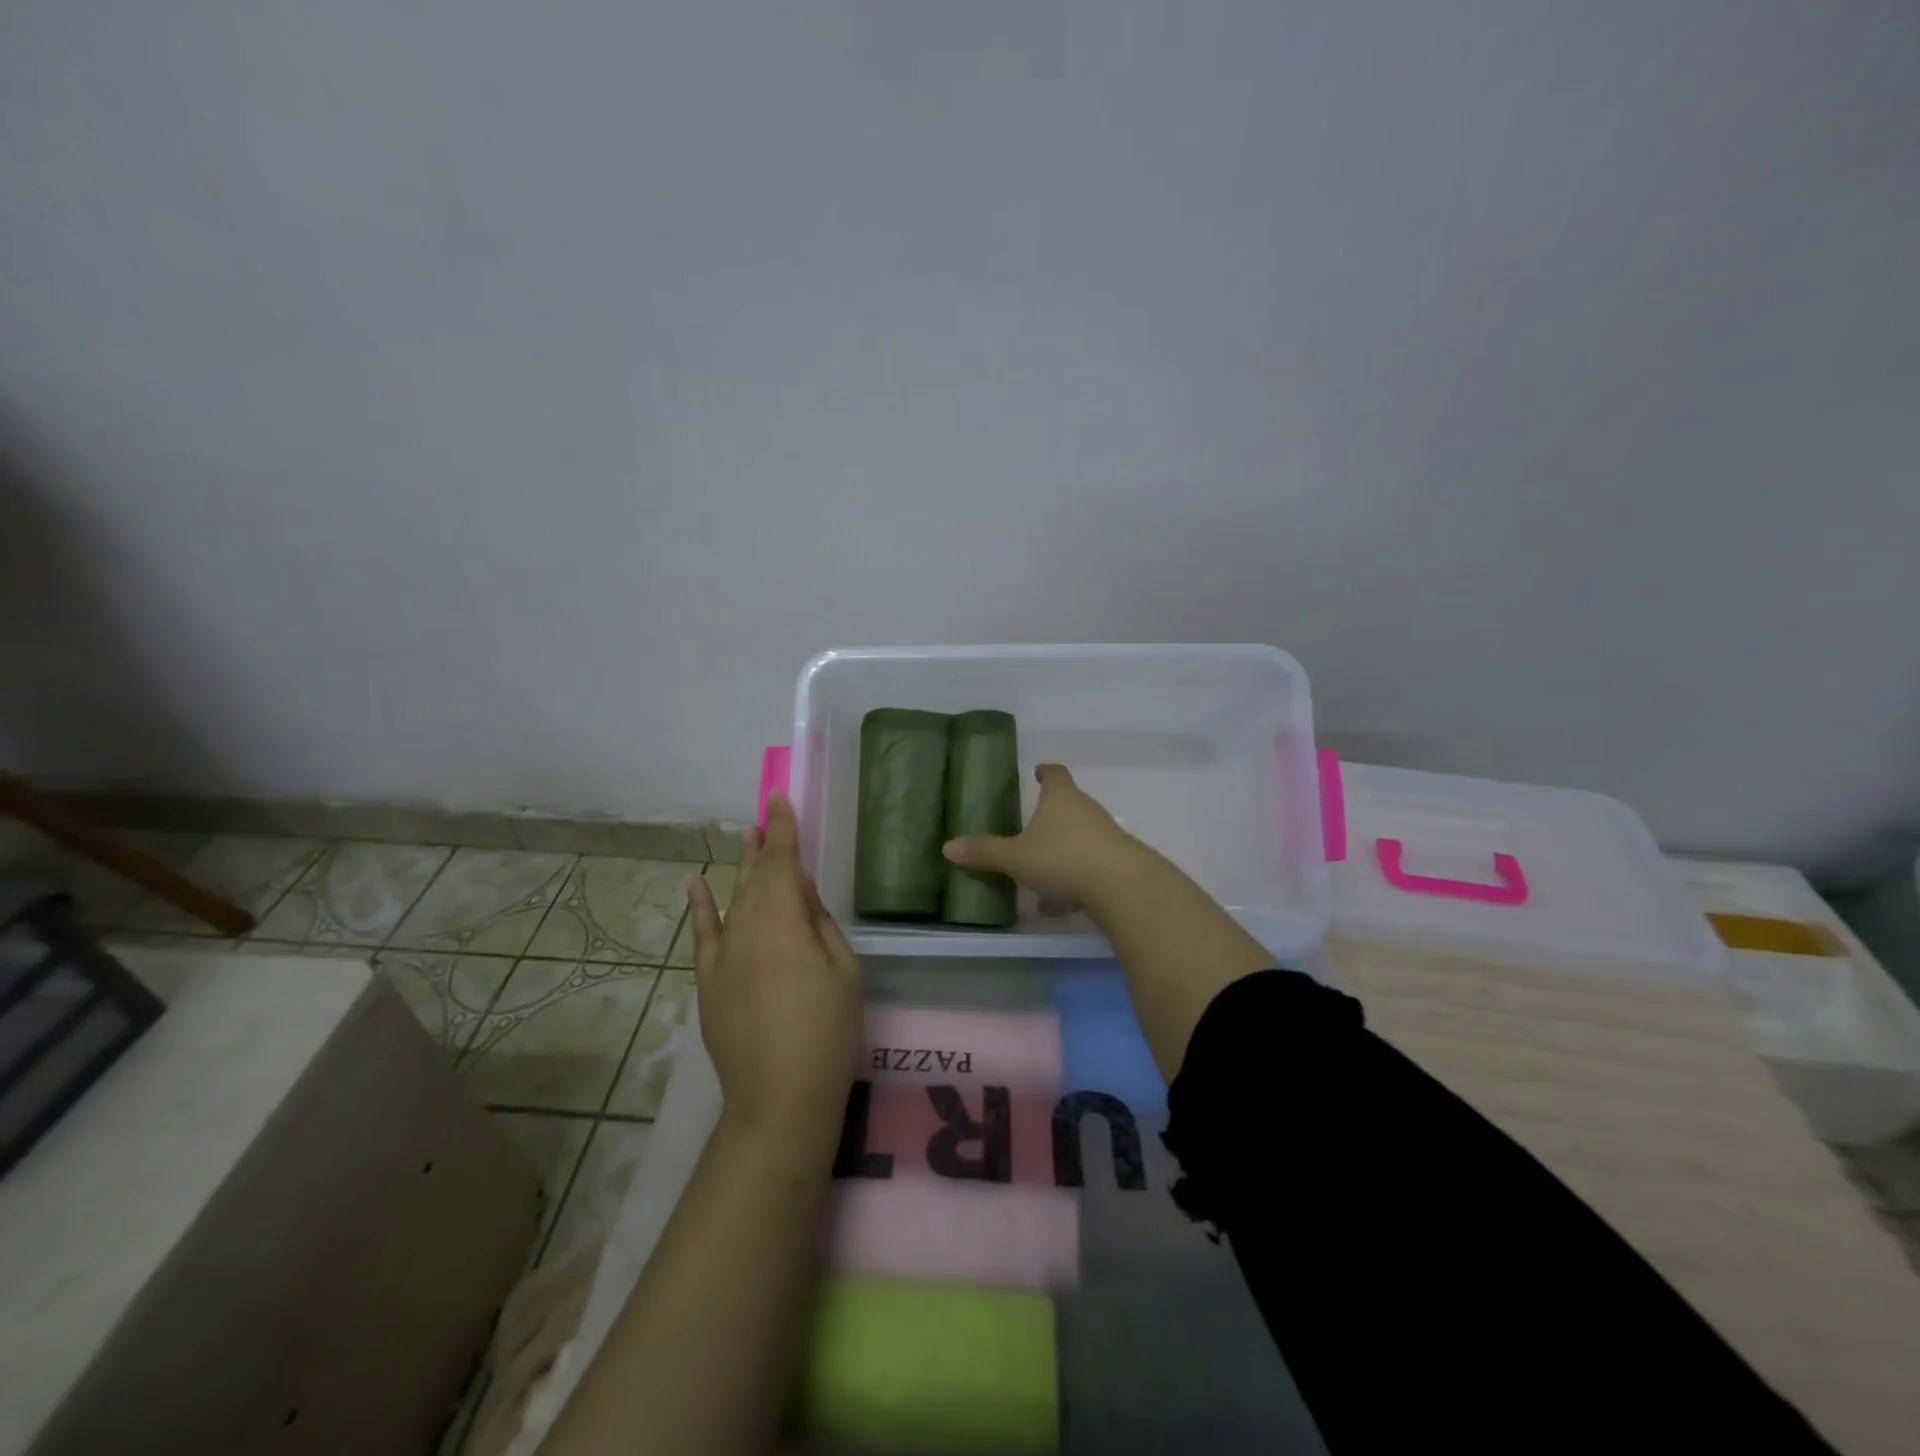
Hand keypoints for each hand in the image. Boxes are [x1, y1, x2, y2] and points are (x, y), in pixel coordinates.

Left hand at [687, 794, 862, 1149]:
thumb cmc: (827, 1031)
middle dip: (762, 845)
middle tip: (765, 817)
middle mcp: (746, 925)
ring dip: (740, 868)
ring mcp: (722, 954)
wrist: (779, 1097)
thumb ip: (819, 922)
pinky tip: (696, 884)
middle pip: (756, 876)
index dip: (784, 829)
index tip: (780, 799)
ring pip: (732, 899)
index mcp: (784, 918)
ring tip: (746, 839)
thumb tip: (799, 890)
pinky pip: (702, 934)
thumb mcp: (843, 969)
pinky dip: (700, 907)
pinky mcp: (708, 982)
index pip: (784, 861)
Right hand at [940, 763, 1147, 912]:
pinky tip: (1056, 905)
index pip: (1055, 774)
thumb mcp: (1016, 857)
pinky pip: (1088, 868)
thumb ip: (984, 852)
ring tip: (1038, 872)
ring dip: (1061, 852)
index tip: (1039, 771)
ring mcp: (1106, 838)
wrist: (1122, 887)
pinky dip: (1072, 880)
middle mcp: (1087, 811)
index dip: (1046, 772)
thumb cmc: (1063, 858)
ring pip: (1079, 839)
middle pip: (1069, 805)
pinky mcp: (1117, 865)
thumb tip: (948, 847)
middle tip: (1031, 825)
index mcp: (1061, 799)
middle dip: (1051, 815)